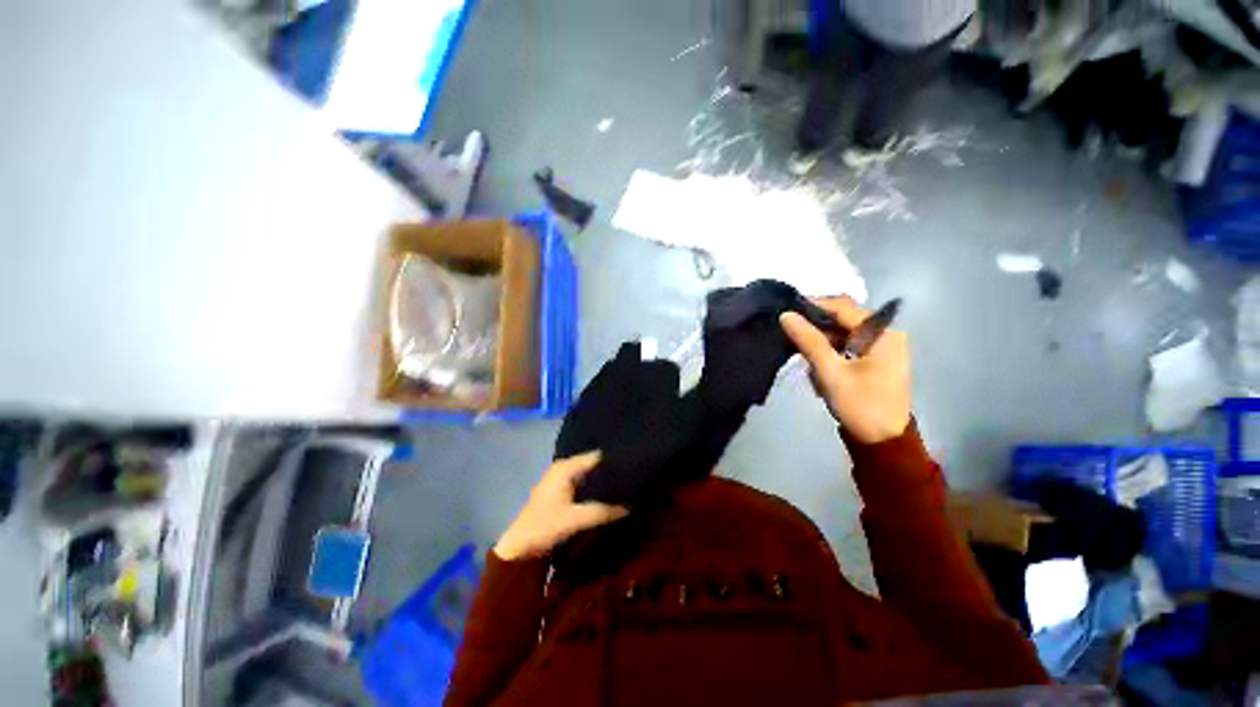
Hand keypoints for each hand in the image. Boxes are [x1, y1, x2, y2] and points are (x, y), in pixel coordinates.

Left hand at [493, 452, 629, 560]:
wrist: (519, 549)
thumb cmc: (545, 527)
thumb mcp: (576, 519)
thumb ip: (603, 511)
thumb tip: (630, 506)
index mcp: (565, 468)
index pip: (596, 456)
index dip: (614, 461)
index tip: (633, 466)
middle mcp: (563, 468)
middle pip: (592, 464)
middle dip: (609, 470)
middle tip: (632, 477)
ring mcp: (560, 479)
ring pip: (588, 474)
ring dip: (602, 480)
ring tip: (625, 485)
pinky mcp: (560, 492)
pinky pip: (583, 483)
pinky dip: (594, 487)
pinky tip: (608, 495)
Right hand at [780, 297, 910, 443]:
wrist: (883, 443)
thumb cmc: (860, 405)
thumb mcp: (830, 372)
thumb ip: (808, 341)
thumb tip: (785, 315)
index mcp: (882, 333)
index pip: (842, 308)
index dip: (813, 307)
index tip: (785, 313)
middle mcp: (885, 334)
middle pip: (842, 321)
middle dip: (815, 331)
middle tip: (791, 341)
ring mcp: (880, 348)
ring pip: (840, 336)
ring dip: (820, 347)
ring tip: (807, 364)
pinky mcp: (873, 361)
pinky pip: (844, 348)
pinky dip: (828, 356)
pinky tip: (819, 372)